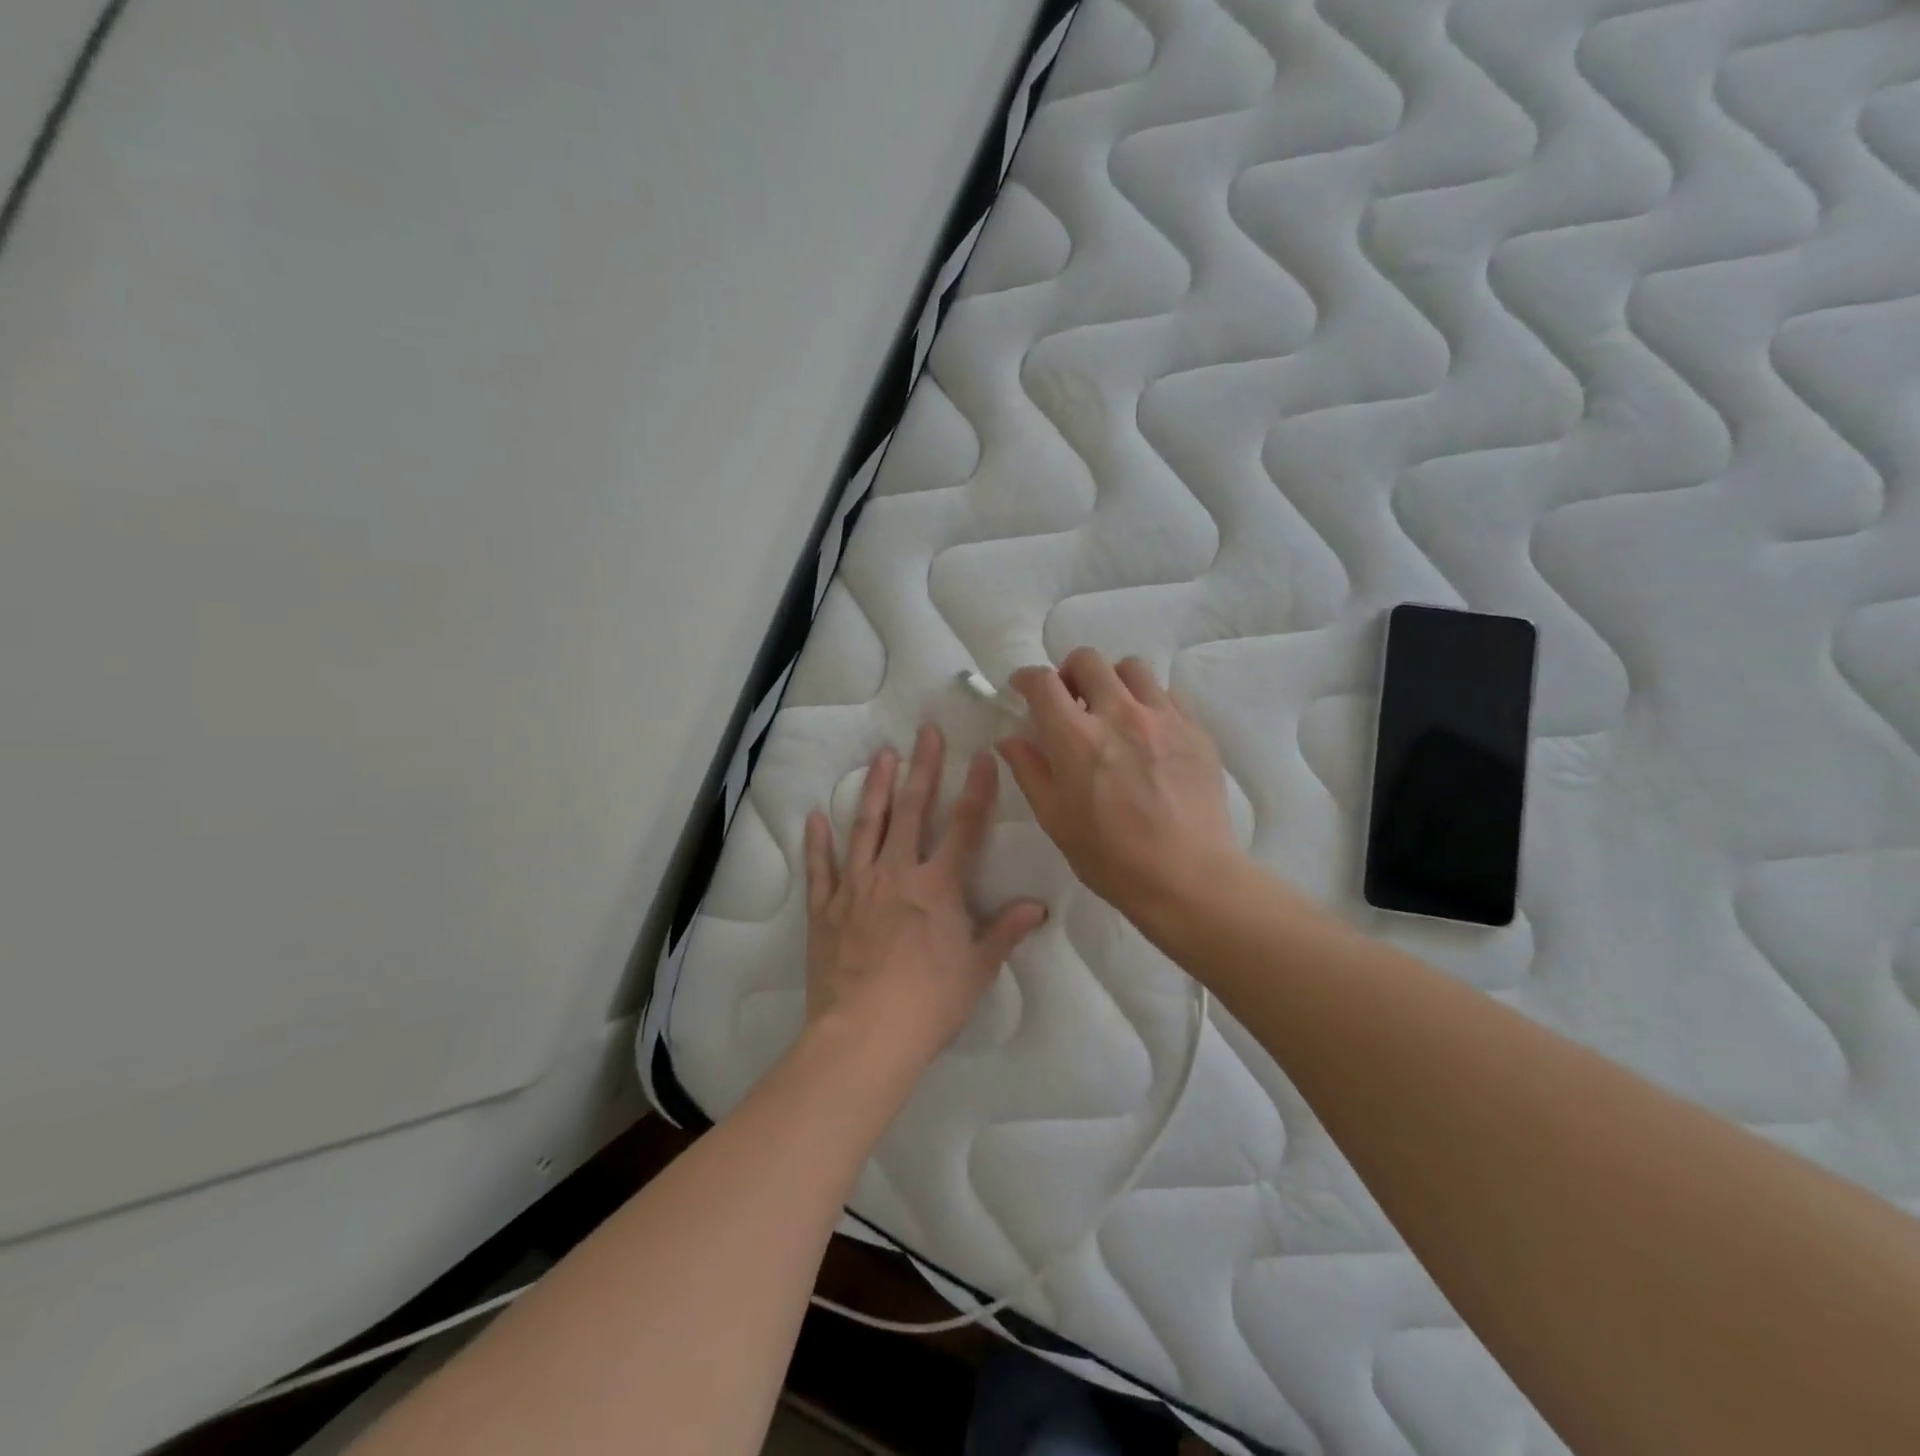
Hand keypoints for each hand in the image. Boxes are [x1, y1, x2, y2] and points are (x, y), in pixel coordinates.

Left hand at [803, 724, 1047, 1078]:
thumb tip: (1037, 908)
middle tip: (924, 732)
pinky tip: (815, 817)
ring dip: (875, 789)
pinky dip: (817, 842)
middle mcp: (896, 874)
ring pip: (865, 826)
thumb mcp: (977, 969)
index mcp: (938, 886)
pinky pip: (821, 868)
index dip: (977, 788)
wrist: (865, 1035)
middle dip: (921, 768)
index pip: (965, 826)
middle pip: (911, 811)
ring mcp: (856, 887)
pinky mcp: (825, 908)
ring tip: (881, 757)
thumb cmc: (929, 1004)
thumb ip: (1005, 932)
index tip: (983, 755)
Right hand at [998, 648, 1240, 927]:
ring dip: (1112, 680)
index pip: (1043, 682)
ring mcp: (1163, 718)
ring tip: (1112, 710)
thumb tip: (1010, 738)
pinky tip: (1147, 731)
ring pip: (1132, 668)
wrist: (1187, 877)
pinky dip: (1148, 700)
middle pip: (1088, 660)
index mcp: (1076, 738)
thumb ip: (1029, 770)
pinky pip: (1167, 693)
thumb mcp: (1055, 819)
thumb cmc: (1110, 857)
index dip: (1026, 678)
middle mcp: (1119, 714)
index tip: (1022, 688)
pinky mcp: (1195, 729)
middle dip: (1069, 673)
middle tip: (1069, 701)